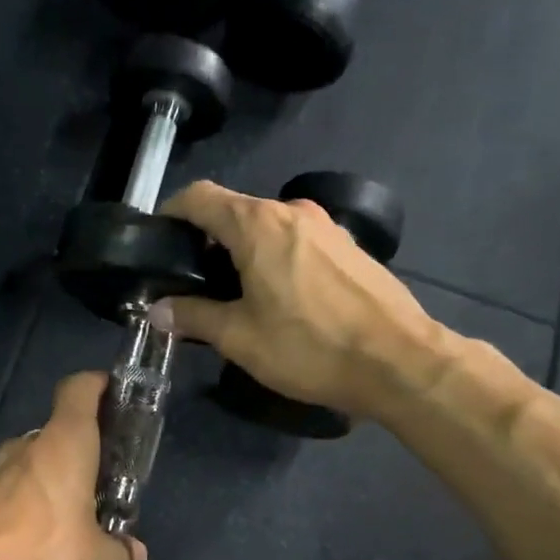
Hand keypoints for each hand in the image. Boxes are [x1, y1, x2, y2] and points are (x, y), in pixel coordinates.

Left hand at [0, 372, 145, 559]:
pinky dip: (30, 512)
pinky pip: (11, 498)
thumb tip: (130, 550)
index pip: (79, 390)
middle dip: (83, 453)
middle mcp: (24, 450)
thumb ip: (122, 552)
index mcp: (63, 446)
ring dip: (55, 485)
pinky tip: (40, 552)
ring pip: (32, 467)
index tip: (118, 398)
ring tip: (76, 525)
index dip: (99, 386)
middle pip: (58, 433)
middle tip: (106, 486)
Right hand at [161, 180, 435, 419]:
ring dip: (243, 250)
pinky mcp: (349, 247)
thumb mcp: (239, 338)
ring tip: (235, 294)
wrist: (400, 362)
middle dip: (207, 239)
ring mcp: (326, 227)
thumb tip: (159, 310)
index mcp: (257, 224)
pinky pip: (297, 241)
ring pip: (268, 226)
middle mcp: (292, 211)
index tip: (159, 241)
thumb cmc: (310, 346)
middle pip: (234, 210)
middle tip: (194, 281)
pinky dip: (276, 257)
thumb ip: (193, 316)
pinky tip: (281, 298)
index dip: (171, 212)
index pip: (199, 196)